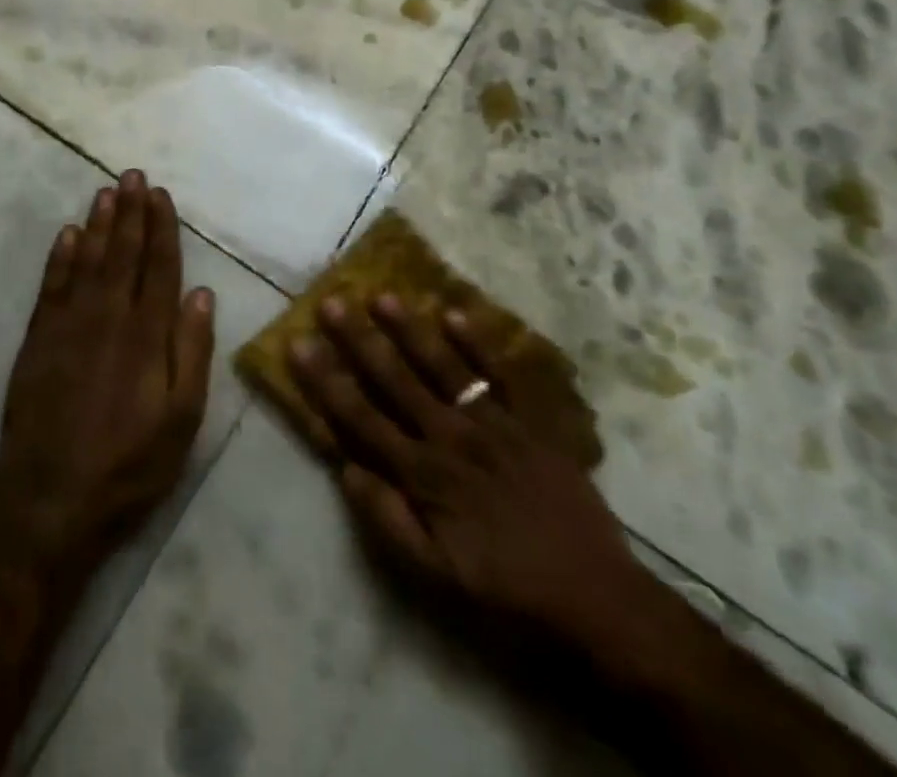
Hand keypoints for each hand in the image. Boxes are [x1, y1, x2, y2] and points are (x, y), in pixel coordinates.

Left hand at [0, 170, 215, 574]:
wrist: (49, 497)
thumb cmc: (128, 463)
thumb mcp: (181, 418)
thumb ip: (192, 351)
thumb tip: (200, 293)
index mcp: (147, 334)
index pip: (159, 267)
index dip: (162, 228)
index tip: (161, 195)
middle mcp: (109, 316)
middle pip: (123, 253)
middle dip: (131, 212)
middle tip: (132, 175)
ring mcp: (69, 324)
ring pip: (88, 260)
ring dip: (99, 223)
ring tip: (106, 191)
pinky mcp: (39, 339)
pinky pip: (52, 285)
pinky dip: (60, 256)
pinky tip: (68, 234)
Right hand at [289, 294, 667, 664]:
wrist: (597, 600)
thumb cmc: (507, 592)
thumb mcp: (436, 578)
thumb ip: (389, 521)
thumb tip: (346, 468)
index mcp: (423, 475)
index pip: (361, 417)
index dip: (326, 380)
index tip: (300, 343)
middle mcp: (451, 438)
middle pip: (395, 381)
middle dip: (359, 341)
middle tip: (333, 302)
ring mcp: (493, 425)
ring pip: (442, 367)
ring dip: (410, 331)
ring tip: (383, 296)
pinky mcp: (531, 424)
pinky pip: (502, 376)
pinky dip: (479, 344)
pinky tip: (455, 313)